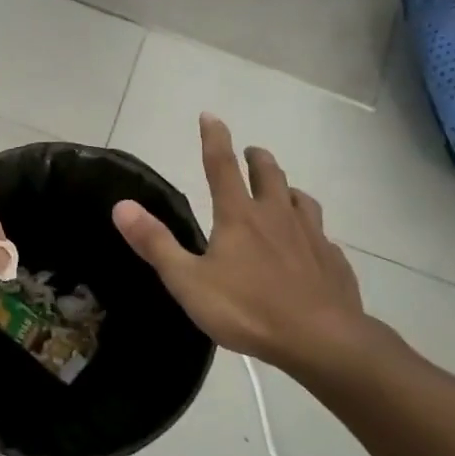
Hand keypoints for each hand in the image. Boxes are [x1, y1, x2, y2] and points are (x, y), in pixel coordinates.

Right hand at [111, 115, 389, 376]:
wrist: (320, 340)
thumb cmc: (247, 309)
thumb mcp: (188, 281)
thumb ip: (155, 243)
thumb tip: (122, 205)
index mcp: (239, 216)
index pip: (222, 165)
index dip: (214, 138)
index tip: (210, 115)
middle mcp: (277, 216)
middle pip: (269, 174)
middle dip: (257, 158)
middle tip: (252, 152)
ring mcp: (311, 236)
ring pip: (301, 199)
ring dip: (289, 189)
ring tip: (285, 192)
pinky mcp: (333, 261)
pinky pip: (322, 236)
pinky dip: (312, 231)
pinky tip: (311, 245)